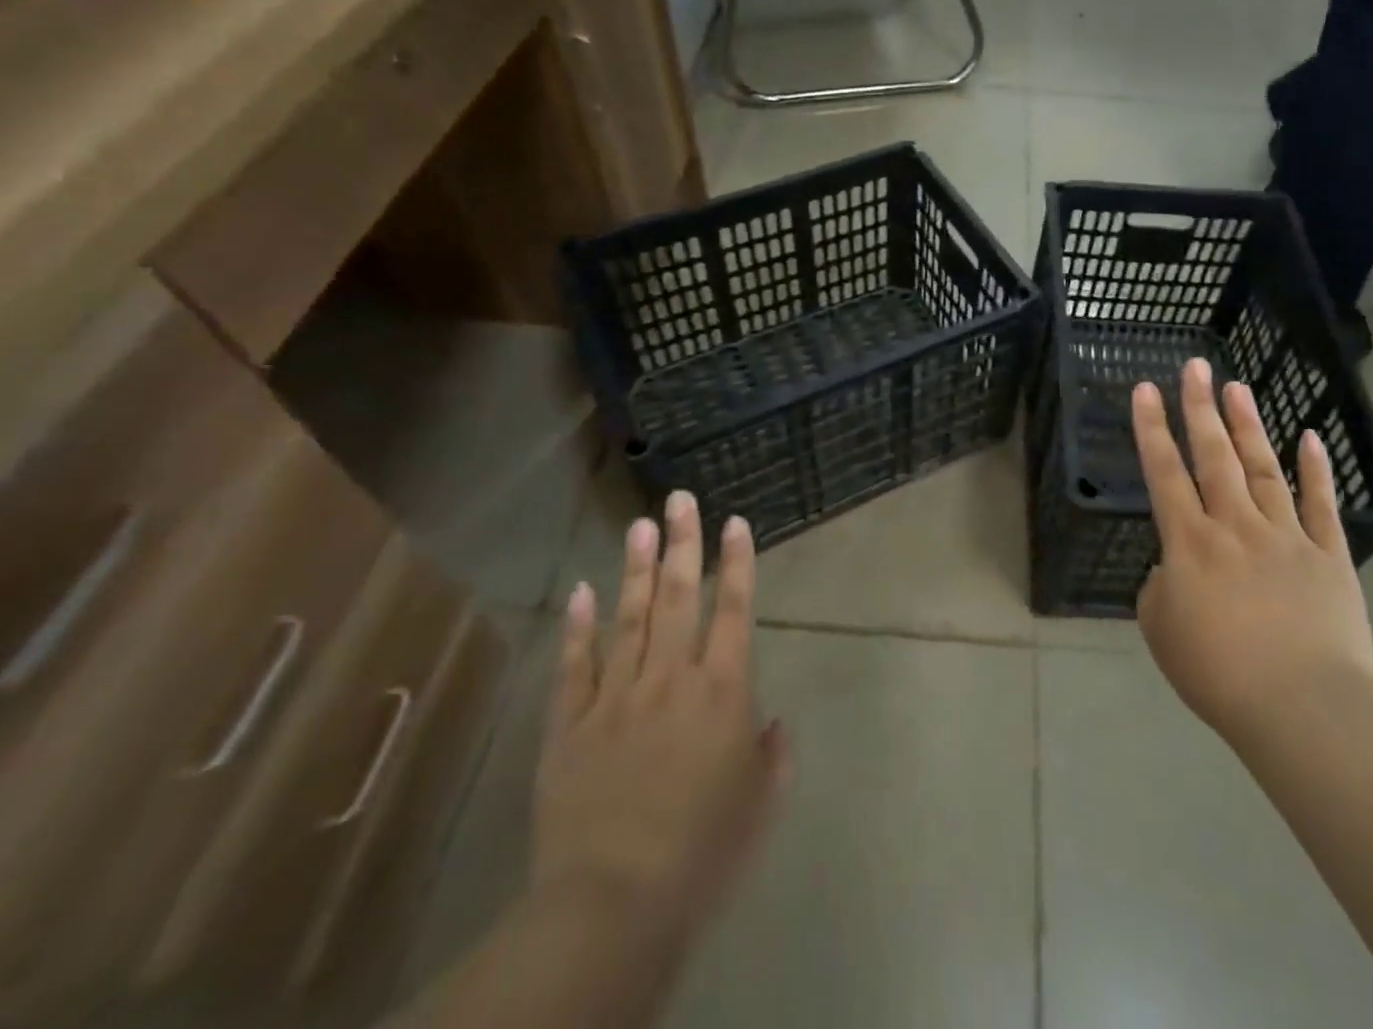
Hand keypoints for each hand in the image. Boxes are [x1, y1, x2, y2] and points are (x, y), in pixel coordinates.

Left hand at [534, 491, 789, 940]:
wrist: (613, 901)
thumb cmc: (702, 850)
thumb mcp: (757, 804)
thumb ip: (771, 755)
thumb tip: (773, 724)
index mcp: (721, 690)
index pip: (733, 609)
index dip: (737, 562)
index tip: (735, 522)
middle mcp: (670, 677)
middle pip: (678, 597)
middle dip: (682, 543)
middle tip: (680, 498)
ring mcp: (615, 696)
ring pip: (628, 617)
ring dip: (635, 568)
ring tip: (640, 524)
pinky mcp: (570, 723)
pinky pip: (575, 665)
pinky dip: (579, 626)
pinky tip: (582, 590)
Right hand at [1133, 358, 1372, 751]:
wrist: (1301, 707)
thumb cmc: (1218, 673)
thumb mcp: (1161, 630)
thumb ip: (1160, 587)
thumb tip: (1176, 569)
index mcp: (1190, 542)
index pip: (1164, 472)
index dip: (1152, 428)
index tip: (1146, 389)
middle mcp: (1235, 525)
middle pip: (1214, 456)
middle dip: (1200, 408)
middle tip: (1196, 367)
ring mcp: (1286, 536)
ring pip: (1263, 468)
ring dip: (1248, 426)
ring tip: (1238, 388)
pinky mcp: (1329, 557)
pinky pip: (1320, 505)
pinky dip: (1315, 470)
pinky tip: (1309, 438)